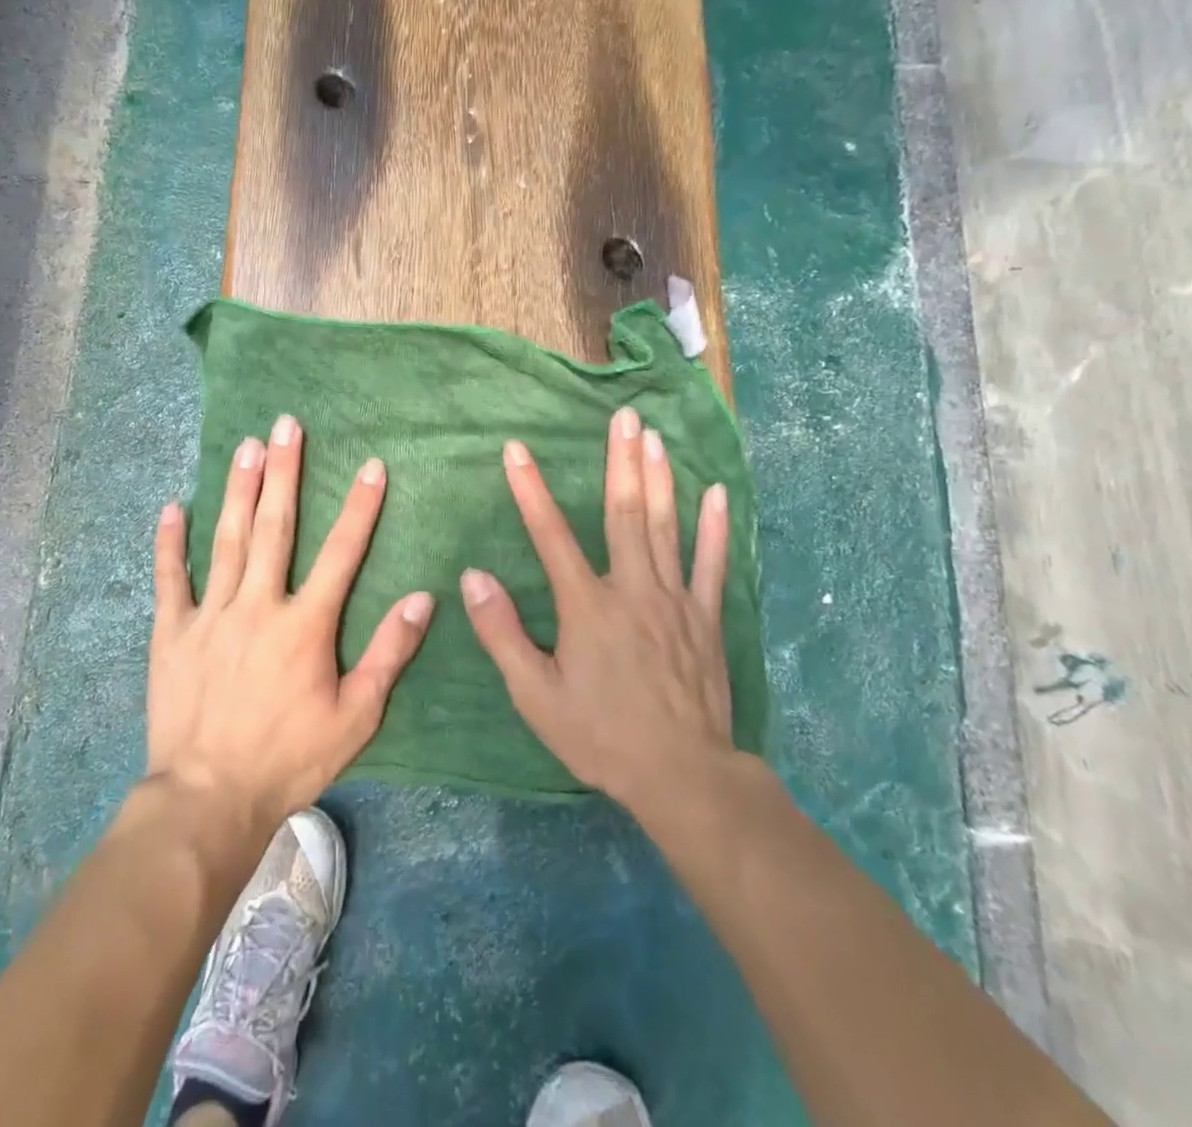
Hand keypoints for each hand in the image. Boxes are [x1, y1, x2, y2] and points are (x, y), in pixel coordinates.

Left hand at [147, 414, 434, 828]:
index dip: (359, 507)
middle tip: (287, 425)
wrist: (208, 800)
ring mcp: (210, 615)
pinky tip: (173, 506)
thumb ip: (389, 653)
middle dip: (284, 472)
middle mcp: (258, 605)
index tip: (371, 465)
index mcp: (305, 624)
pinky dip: (170, 542)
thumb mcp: (356, 716)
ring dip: (239, 489)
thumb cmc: (289, 758)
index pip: (342, 552)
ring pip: (227, 539)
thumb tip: (423, 599)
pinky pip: (170, 579)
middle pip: (275, 527)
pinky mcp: (171, 633)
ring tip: (247, 445)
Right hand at [460, 406, 738, 831]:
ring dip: (660, 478)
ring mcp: (675, 600)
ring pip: (666, 527)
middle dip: (620, 460)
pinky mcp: (706, 618)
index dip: (530, 490)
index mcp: (587, 606)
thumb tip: (474, 578)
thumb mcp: (536, 695)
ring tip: (655, 436)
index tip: (516, 449)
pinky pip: (713, 564)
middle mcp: (632, 589)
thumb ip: (503, 633)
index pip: (550, 535)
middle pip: (624, 513)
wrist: (682, 775)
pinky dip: (714, 527)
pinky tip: (716, 493)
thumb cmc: (600, 736)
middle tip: (624, 415)